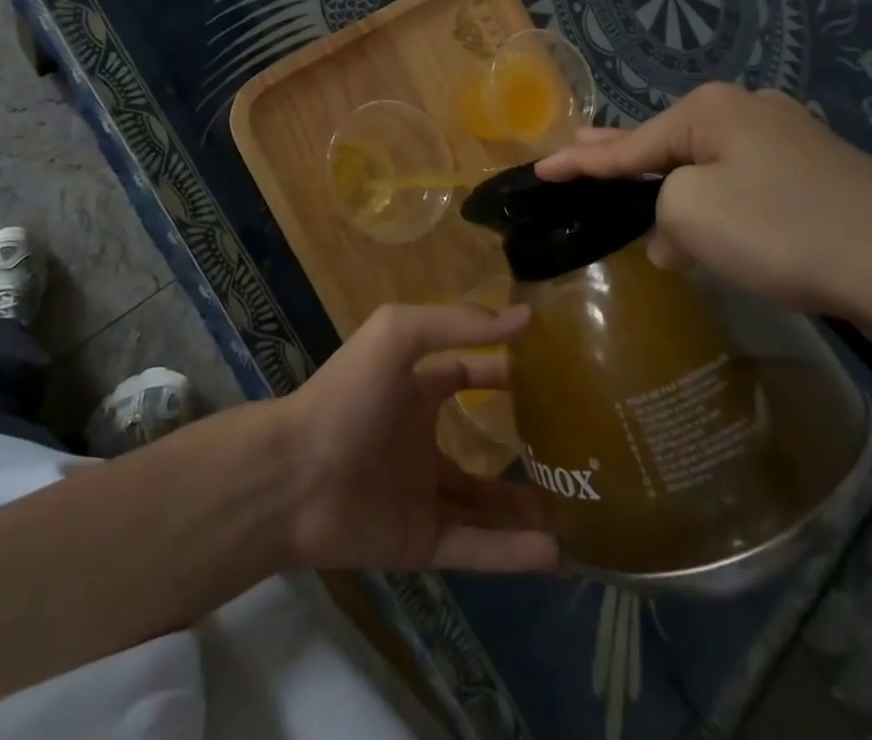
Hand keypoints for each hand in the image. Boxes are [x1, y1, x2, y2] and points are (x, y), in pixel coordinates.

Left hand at [274, 303, 558, 573]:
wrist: (294, 476)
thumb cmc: (347, 394)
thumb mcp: (397, 335)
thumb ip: (457, 323)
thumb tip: (524, 317)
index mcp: (414, 389)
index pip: (465, 374)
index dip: (501, 371)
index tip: (547, 372)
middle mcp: (420, 439)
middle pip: (480, 447)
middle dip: (521, 450)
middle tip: (574, 453)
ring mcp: (421, 493)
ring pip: (484, 505)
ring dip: (526, 509)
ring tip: (578, 511)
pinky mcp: (419, 542)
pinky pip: (475, 548)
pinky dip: (513, 553)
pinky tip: (555, 552)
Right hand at [535, 82, 871, 326]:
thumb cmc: (783, 230)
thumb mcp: (692, 213)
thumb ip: (661, 213)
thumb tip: (676, 233)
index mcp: (713, 109)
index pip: (629, 141)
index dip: (580, 160)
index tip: (541, 168)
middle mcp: (751, 112)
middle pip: (667, 140)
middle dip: (621, 154)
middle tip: (578, 153)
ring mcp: (793, 142)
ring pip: (709, 166)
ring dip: (672, 191)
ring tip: (635, 203)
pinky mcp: (822, 179)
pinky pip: (746, 186)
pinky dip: (717, 206)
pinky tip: (707, 231)